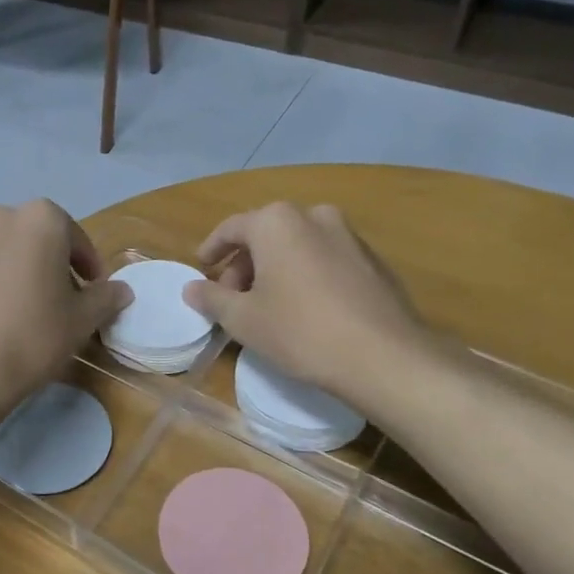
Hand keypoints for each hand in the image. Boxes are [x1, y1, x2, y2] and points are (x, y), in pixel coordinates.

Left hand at [0, 200, 132, 413]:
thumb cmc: (34, 333)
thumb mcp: (82, 319)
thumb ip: (105, 298)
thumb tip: (122, 291)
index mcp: (40, 219)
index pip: (76, 237)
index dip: (89, 266)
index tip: (95, 290)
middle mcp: (1, 218)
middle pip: (40, 240)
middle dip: (56, 264)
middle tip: (68, 299)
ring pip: (11, 252)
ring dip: (27, 272)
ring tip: (36, 310)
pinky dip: (1, 283)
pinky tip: (7, 316)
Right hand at [182, 203, 435, 402]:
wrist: (383, 357)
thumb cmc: (299, 331)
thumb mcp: (243, 319)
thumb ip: (212, 298)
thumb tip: (191, 288)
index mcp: (276, 222)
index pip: (231, 228)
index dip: (212, 249)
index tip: (202, 269)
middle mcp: (313, 216)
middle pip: (266, 234)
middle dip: (244, 263)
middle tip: (233, 298)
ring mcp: (349, 235)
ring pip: (298, 245)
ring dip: (276, 268)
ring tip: (268, 305)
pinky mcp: (373, 260)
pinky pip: (325, 259)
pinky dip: (306, 274)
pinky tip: (305, 309)